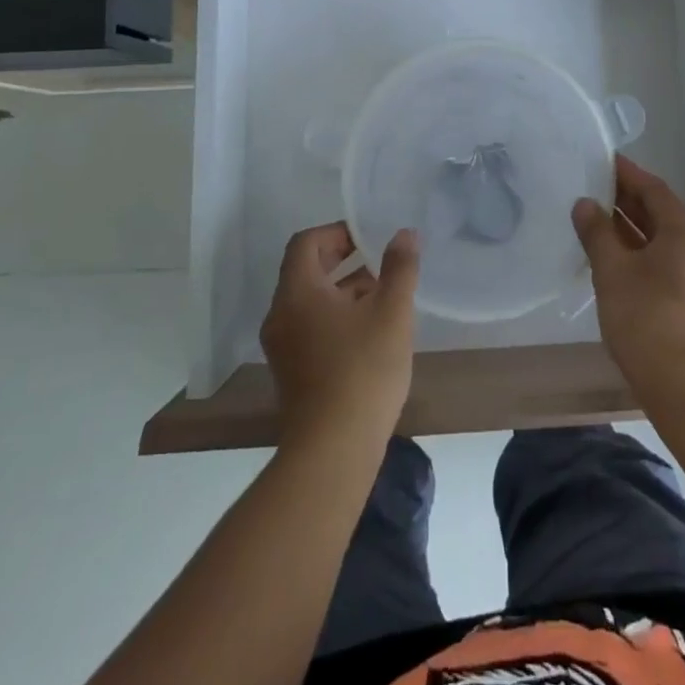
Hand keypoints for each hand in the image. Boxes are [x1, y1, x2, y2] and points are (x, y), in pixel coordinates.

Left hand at [260, 222, 419, 453]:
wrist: (332, 452)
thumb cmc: (363, 371)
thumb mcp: (392, 312)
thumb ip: (399, 267)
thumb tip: (404, 234)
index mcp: (297, 293)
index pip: (306, 242)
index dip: (338, 232)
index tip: (369, 237)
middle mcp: (281, 315)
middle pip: (307, 270)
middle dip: (345, 260)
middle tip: (381, 261)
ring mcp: (283, 347)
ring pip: (311, 301)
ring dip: (344, 289)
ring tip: (384, 294)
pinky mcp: (292, 372)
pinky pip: (311, 327)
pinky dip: (337, 317)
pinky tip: (371, 332)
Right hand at [573, 154, 684, 396]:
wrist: (684, 388)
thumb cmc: (646, 319)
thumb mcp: (612, 270)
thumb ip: (597, 232)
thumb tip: (584, 204)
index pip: (653, 189)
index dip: (626, 174)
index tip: (602, 160)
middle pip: (661, 212)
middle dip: (626, 200)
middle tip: (591, 188)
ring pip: (662, 239)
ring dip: (631, 228)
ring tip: (595, 220)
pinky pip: (666, 261)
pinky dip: (640, 252)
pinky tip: (613, 257)